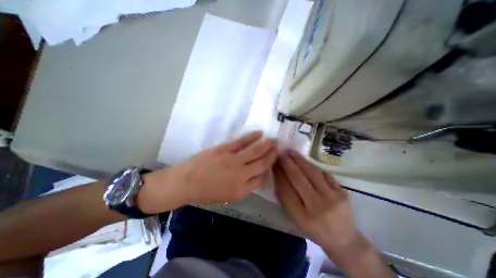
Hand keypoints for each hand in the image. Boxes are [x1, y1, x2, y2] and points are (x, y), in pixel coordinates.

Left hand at [137, 131, 278, 213]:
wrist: (185, 183)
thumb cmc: (207, 192)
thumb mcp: (229, 196)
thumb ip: (246, 187)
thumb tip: (258, 174)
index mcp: (241, 189)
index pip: (262, 177)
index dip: (270, 168)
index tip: (273, 161)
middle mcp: (240, 175)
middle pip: (263, 163)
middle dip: (273, 154)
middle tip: (279, 147)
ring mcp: (232, 160)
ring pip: (255, 151)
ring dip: (266, 144)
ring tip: (273, 140)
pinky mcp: (224, 149)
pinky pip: (242, 141)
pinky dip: (252, 136)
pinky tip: (259, 133)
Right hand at [273, 149, 358, 251]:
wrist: (343, 239)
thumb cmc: (314, 229)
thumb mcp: (296, 218)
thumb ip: (286, 198)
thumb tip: (278, 174)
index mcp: (303, 218)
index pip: (286, 190)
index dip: (279, 175)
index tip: (274, 164)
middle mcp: (318, 207)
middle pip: (299, 179)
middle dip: (287, 164)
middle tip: (281, 153)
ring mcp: (332, 198)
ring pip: (312, 173)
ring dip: (299, 160)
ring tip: (291, 152)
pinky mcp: (342, 192)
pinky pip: (324, 174)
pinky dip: (312, 166)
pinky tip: (305, 161)